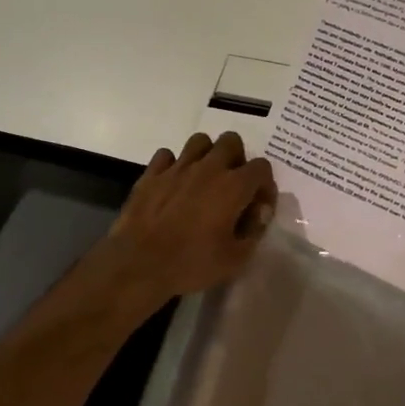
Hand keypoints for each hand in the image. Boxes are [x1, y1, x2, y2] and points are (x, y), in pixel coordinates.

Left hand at [90, 132, 277, 305]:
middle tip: (232, 185)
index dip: (265, 185)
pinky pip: (166, 155)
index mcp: (233, 186)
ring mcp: (177, 167)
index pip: (262, 167)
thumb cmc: (192, 263)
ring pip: (199, 141)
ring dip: (207, 155)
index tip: (258, 205)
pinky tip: (173, 183)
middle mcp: (208, 168)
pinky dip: (174, 165)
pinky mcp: (151, 173)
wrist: (139, 264)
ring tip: (204, 178)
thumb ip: (254, 230)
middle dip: (237, 158)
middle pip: (231, 141)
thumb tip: (260, 212)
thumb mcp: (235, 258)